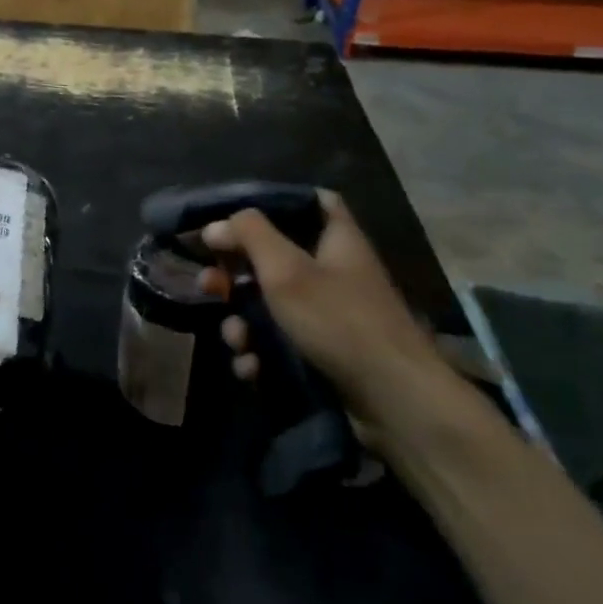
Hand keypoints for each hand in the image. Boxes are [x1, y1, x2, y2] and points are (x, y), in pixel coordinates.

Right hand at [202, 191, 468, 443]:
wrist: (394, 402)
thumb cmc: (339, 320)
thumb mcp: (286, 270)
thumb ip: (249, 236)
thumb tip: (215, 225)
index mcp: (336, 240)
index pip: (313, 201)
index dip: (277, 202)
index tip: (237, 214)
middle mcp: (335, 272)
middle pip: (276, 258)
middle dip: (236, 274)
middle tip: (208, 284)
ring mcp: (330, 317)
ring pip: (271, 307)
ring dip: (243, 323)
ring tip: (237, 340)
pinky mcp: (324, 355)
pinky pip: (280, 344)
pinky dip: (261, 354)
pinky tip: (252, 368)